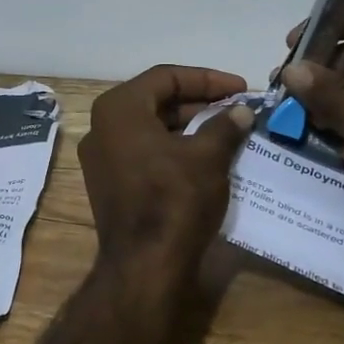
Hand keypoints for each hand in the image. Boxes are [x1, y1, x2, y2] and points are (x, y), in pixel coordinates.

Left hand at [79, 65, 253, 269]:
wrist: (145, 266)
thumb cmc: (174, 199)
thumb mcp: (207, 156)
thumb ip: (225, 126)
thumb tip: (242, 112)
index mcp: (118, 109)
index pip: (166, 77)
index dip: (208, 79)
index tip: (241, 89)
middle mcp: (102, 128)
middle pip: (156, 101)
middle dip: (199, 103)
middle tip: (237, 109)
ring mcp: (102, 159)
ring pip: (152, 129)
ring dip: (190, 127)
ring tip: (229, 132)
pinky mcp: (111, 185)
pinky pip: (145, 153)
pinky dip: (175, 149)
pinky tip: (207, 157)